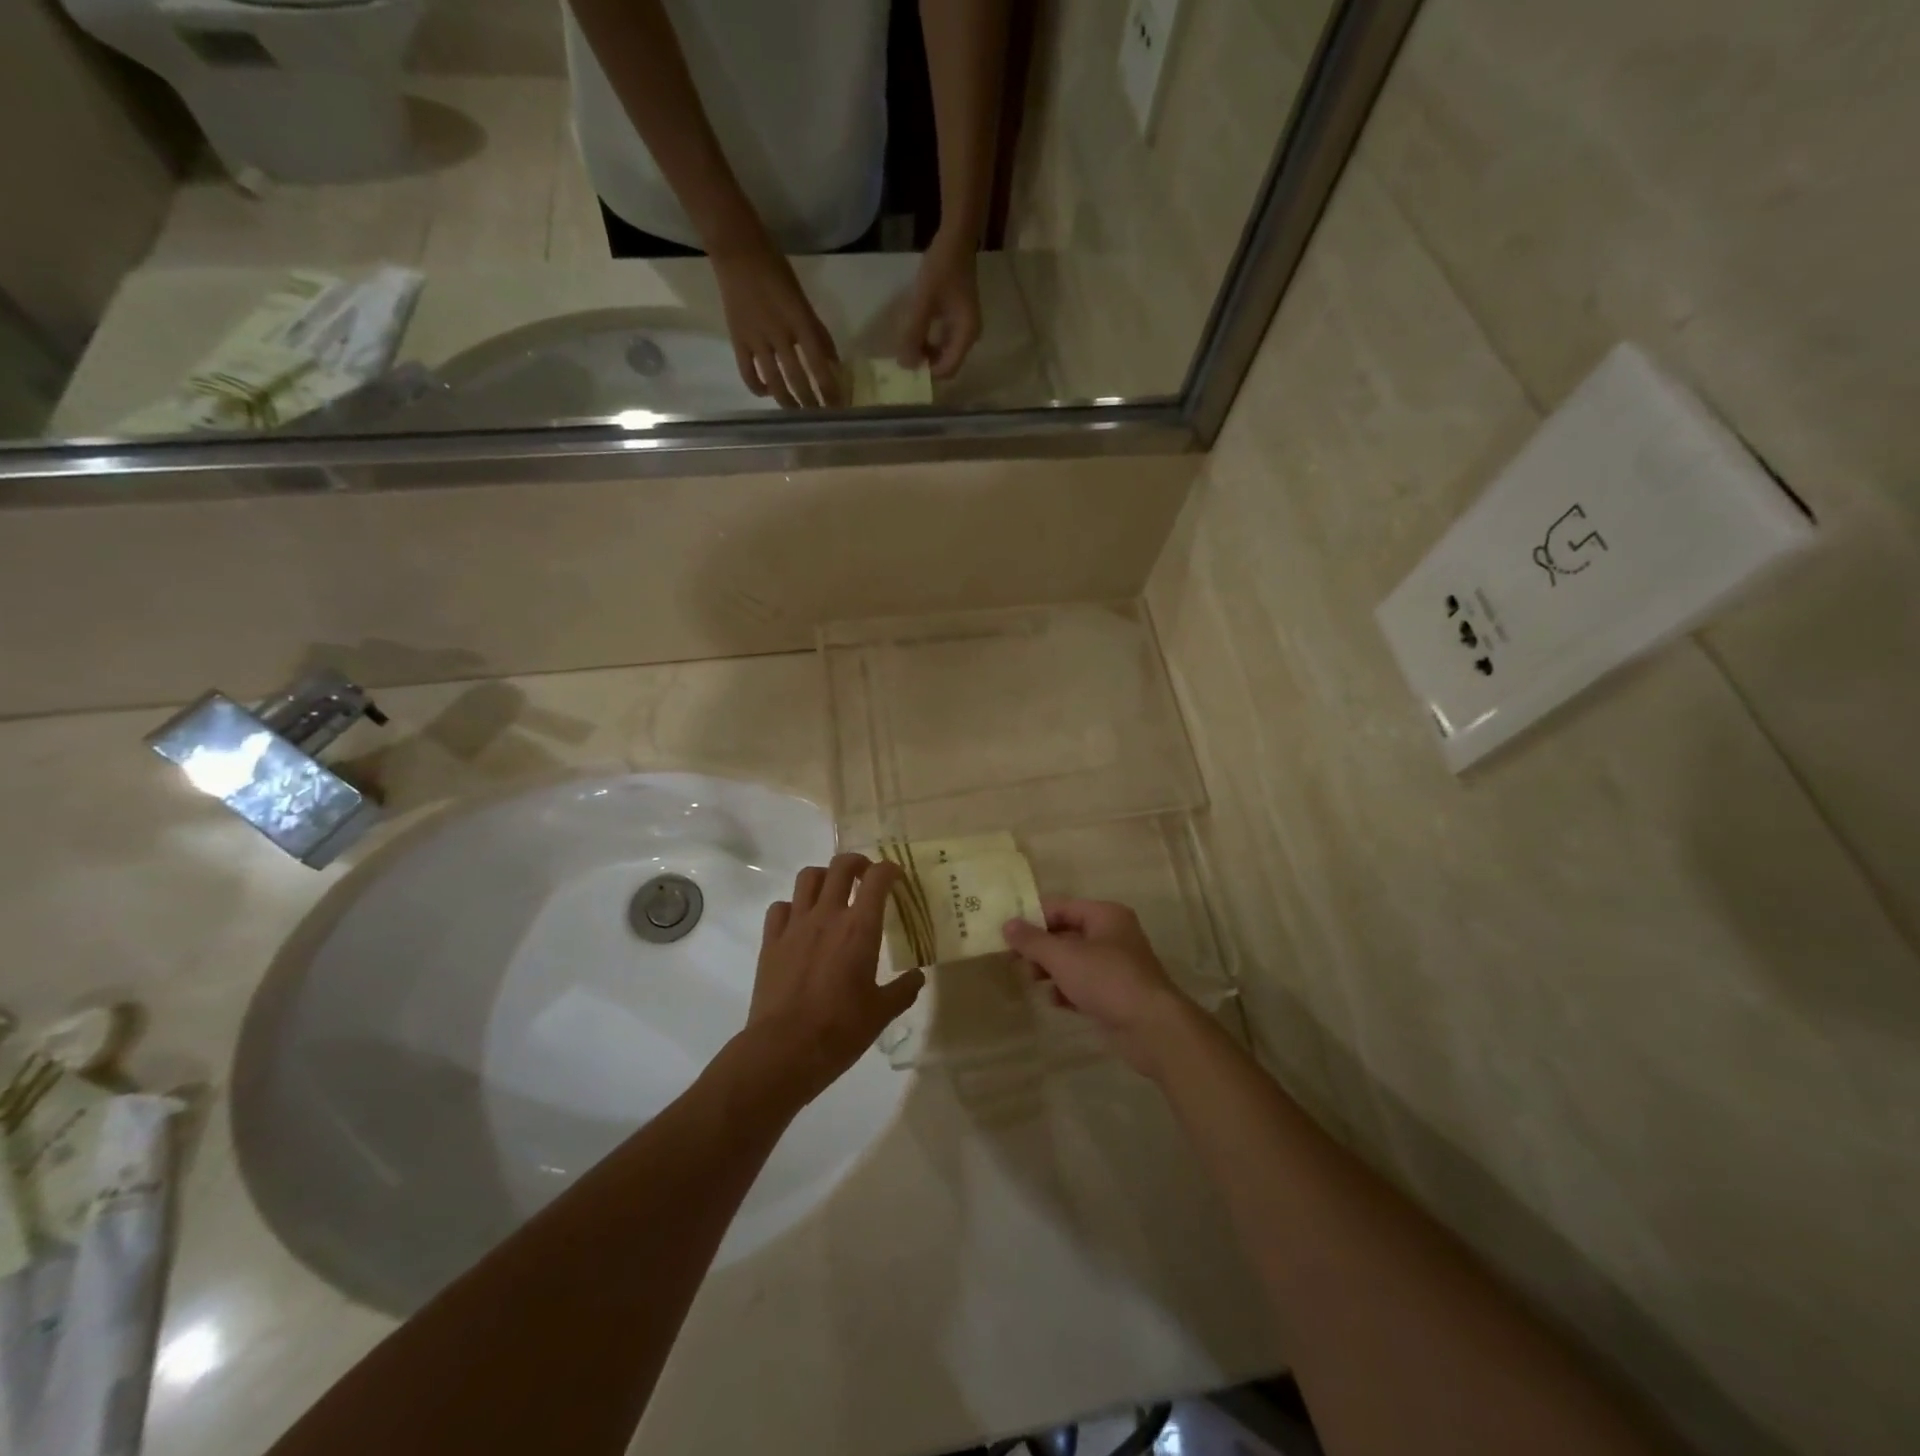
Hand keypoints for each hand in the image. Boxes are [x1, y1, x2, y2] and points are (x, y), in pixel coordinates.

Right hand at [711, 242, 843, 408]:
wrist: (737, 251)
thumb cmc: (776, 271)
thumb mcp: (803, 299)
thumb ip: (818, 332)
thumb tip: (833, 362)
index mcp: (799, 322)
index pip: (819, 364)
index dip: (830, 389)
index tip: (838, 407)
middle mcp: (779, 334)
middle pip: (798, 379)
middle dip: (811, 402)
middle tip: (820, 417)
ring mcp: (756, 340)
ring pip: (775, 382)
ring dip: (788, 402)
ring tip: (798, 414)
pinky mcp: (738, 341)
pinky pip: (748, 373)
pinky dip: (759, 388)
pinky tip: (769, 393)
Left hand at [740, 854, 924, 1106]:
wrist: (784, 1050)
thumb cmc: (840, 1030)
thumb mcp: (882, 1013)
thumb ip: (903, 990)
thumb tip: (918, 977)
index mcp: (860, 928)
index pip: (878, 878)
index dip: (889, 870)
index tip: (896, 878)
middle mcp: (827, 916)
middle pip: (841, 866)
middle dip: (857, 863)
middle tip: (866, 877)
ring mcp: (795, 925)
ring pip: (808, 877)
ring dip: (825, 877)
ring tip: (833, 893)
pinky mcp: (771, 941)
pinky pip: (780, 907)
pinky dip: (793, 907)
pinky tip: (801, 923)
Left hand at [897, 229, 981, 380]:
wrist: (957, 238)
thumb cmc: (942, 268)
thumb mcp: (923, 302)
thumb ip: (914, 334)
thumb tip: (905, 365)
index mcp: (966, 335)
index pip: (947, 369)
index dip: (927, 372)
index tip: (907, 363)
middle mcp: (969, 337)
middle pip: (946, 364)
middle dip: (926, 364)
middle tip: (904, 355)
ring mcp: (965, 328)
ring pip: (944, 353)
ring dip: (926, 353)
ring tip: (907, 343)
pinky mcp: (959, 320)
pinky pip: (943, 341)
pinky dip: (929, 342)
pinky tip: (915, 332)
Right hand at [1003, 900, 1192, 1077]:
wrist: (1152, 1028)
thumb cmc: (1107, 980)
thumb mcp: (1063, 957)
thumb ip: (1033, 941)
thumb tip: (1007, 924)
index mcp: (1105, 915)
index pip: (1061, 907)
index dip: (1033, 918)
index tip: (1007, 933)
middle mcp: (1113, 935)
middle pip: (1066, 934)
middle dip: (1040, 947)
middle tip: (1014, 960)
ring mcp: (1116, 966)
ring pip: (1074, 961)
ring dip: (1051, 969)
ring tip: (1031, 981)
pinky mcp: (1116, 994)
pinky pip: (1084, 984)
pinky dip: (1067, 990)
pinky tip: (1054, 1001)